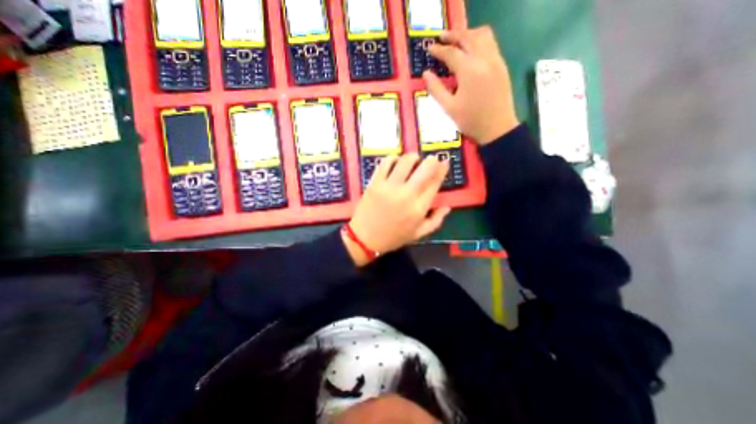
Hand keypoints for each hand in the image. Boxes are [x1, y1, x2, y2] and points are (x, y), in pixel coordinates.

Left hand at [342, 153, 447, 265]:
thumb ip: (435, 221)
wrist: (365, 238)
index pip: (435, 183)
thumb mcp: (418, 234)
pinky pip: (385, 163)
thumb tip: (447, 206)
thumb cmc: (393, 237)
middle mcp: (407, 194)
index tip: (444, 163)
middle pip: (424, 169)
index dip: (442, 170)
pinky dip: (393, 158)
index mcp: (419, 208)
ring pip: (405, 162)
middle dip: (431, 160)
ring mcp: (389, 187)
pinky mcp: (375, 183)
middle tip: (431, 159)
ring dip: (412, 157)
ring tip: (413, 160)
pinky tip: (395, 161)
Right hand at [424, 26, 520, 145]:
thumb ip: (436, 89)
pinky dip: (479, 41)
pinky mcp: (502, 65)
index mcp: (469, 71)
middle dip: (453, 35)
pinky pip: (491, 43)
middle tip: (440, 38)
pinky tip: (471, 51)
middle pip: (468, 37)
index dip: (438, 49)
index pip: (451, 53)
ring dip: (467, 34)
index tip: (429, 48)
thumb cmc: (471, 121)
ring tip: (456, 41)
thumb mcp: (449, 108)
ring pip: (482, 35)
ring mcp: (495, 60)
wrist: (497, 129)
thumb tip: (426, 73)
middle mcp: (484, 59)